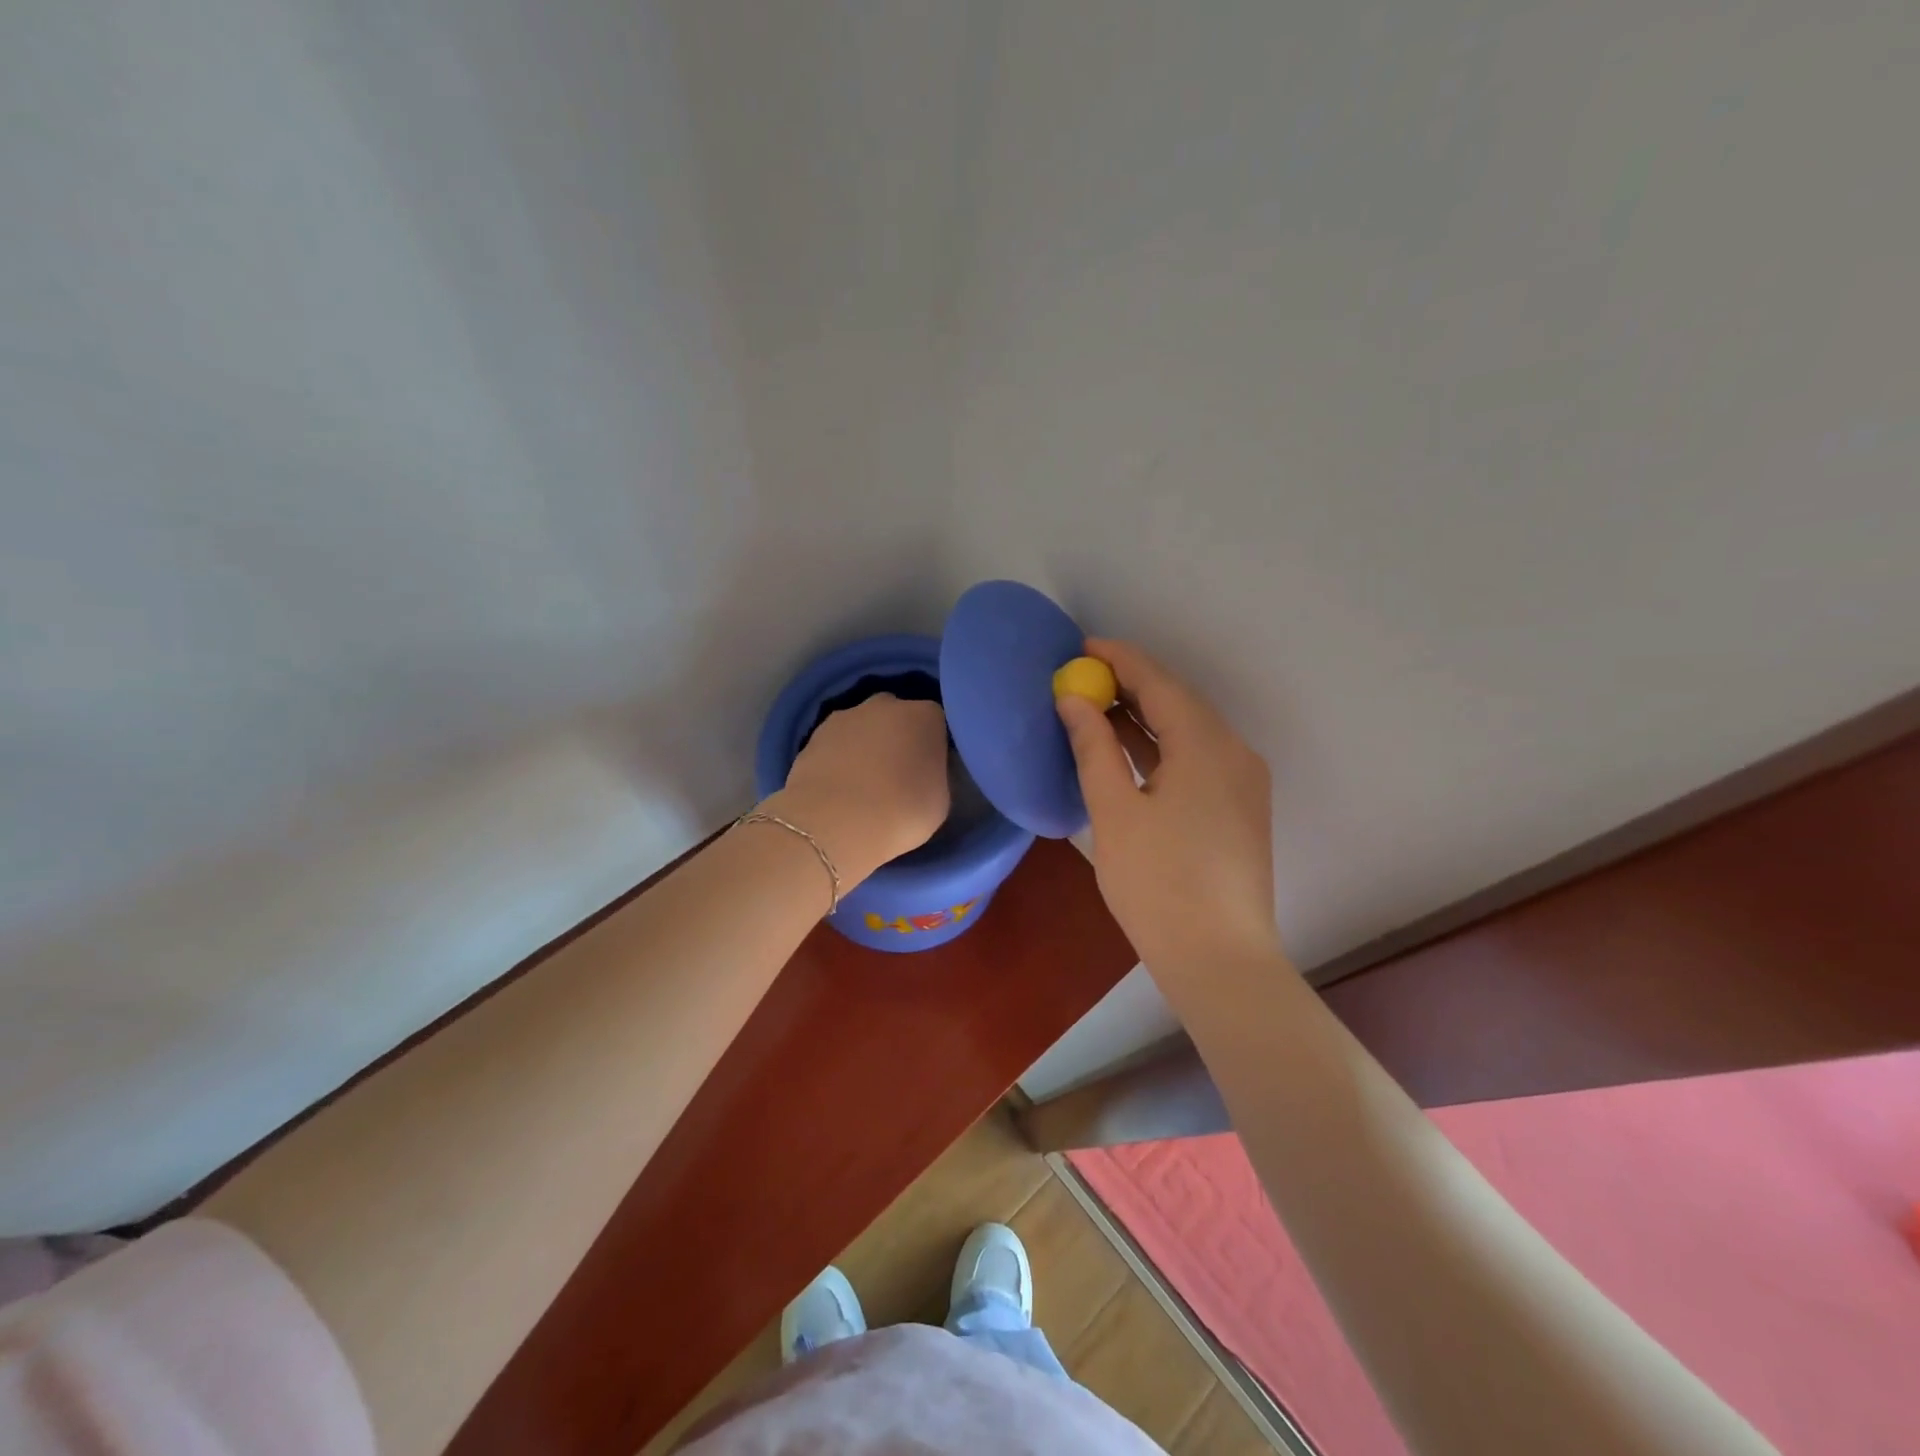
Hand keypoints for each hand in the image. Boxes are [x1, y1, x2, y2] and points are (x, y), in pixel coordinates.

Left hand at [767, 694, 950, 885]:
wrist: (833, 824)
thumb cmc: (901, 813)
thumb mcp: (940, 801)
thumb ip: (935, 775)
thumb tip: (924, 772)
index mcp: (925, 716)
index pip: (937, 724)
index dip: (934, 747)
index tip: (931, 771)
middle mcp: (886, 705)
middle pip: (898, 717)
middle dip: (899, 738)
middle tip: (898, 775)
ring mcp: (846, 716)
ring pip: (864, 727)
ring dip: (866, 746)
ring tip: (864, 785)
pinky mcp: (813, 735)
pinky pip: (837, 744)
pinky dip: (840, 758)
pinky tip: (839, 787)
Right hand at [1056, 639, 1280, 974]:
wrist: (1220, 959)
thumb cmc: (1158, 884)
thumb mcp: (1114, 811)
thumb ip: (1093, 747)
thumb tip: (1074, 701)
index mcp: (1205, 745)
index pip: (1159, 683)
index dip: (1119, 660)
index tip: (1082, 647)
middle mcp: (1234, 752)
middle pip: (1178, 702)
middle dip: (1131, 686)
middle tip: (1083, 678)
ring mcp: (1243, 781)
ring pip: (1190, 731)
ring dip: (1145, 717)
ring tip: (1097, 709)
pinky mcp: (1240, 808)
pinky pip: (1198, 758)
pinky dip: (1162, 747)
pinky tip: (1130, 753)